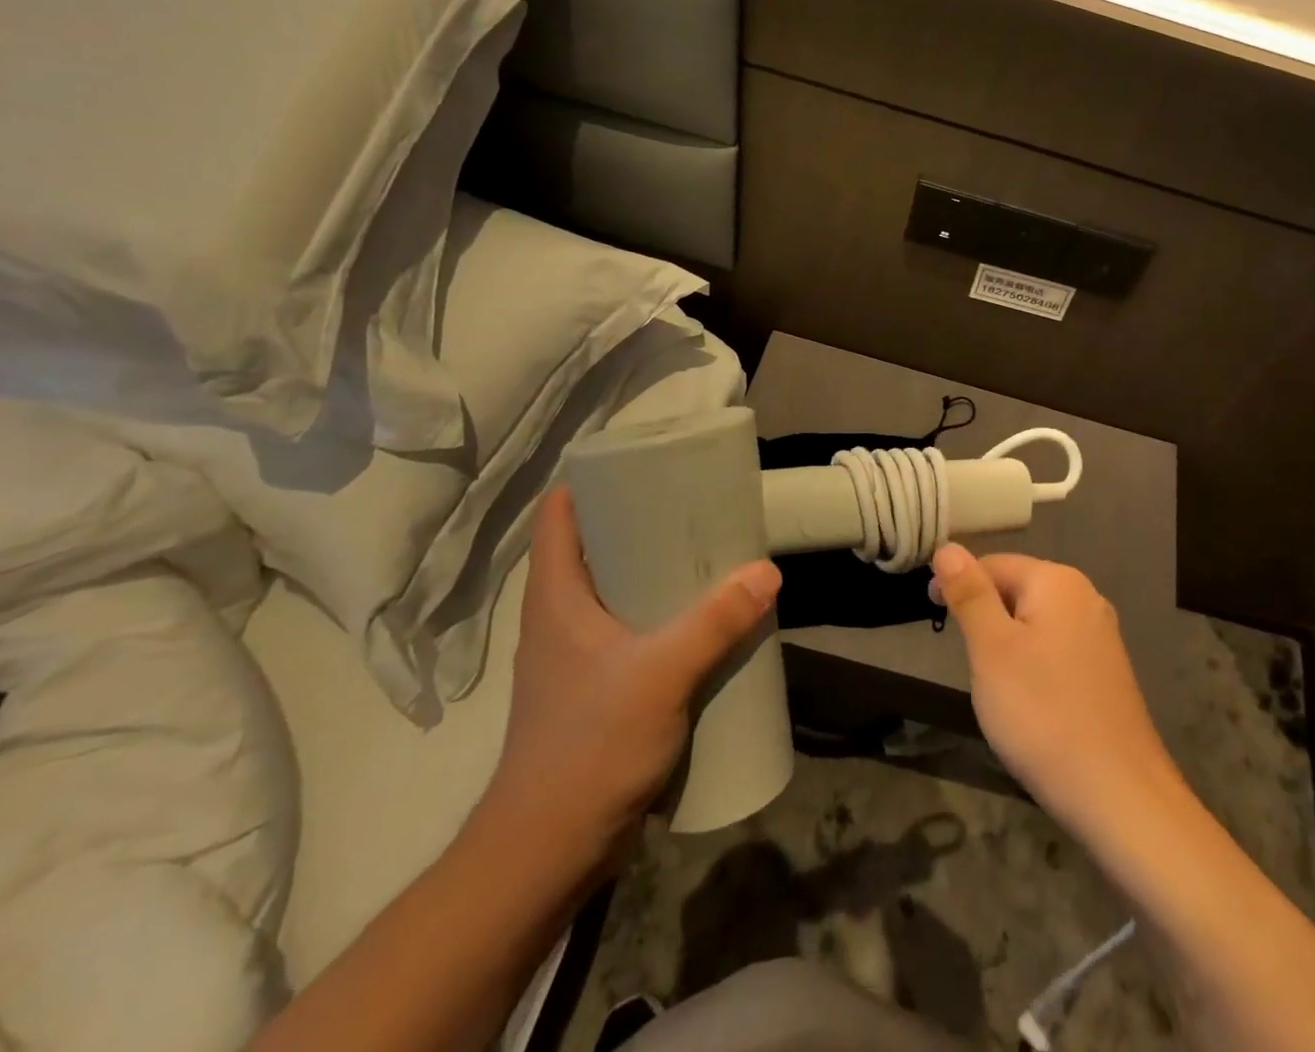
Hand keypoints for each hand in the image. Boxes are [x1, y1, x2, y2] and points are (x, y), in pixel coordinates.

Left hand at [476, 487, 780, 873]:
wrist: (547, 852)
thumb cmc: (589, 747)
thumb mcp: (660, 675)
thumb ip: (715, 622)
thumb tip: (767, 571)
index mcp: (556, 597)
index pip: (562, 513)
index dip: (595, 479)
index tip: (646, 462)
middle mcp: (560, 616)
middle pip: (596, 546)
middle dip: (643, 521)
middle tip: (696, 505)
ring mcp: (576, 655)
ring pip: (616, 590)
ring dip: (656, 571)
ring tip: (708, 555)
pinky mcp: (595, 688)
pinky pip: (630, 630)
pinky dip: (661, 614)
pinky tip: (701, 620)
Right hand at [930, 544, 1180, 837]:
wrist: (1118, 794)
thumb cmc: (1042, 713)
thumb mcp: (991, 648)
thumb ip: (969, 593)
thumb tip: (947, 546)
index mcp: (1057, 581)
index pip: (993, 563)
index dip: (957, 584)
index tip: (932, 615)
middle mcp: (1085, 597)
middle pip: (1017, 589)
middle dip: (984, 615)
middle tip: (964, 657)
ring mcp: (1101, 635)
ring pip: (1035, 621)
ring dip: (1006, 641)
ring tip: (991, 683)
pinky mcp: (1107, 671)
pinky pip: (1056, 649)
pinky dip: (1032, 663)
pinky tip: (1028, 701)